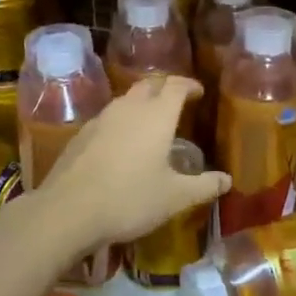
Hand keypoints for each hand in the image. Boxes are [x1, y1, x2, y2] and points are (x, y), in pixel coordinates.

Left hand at [34, 75, 228, 262]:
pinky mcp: (82, 134)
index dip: (189, 85)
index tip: (198, 92)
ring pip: (126, 99)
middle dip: (165, 88)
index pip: (175, 86)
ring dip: (142, 102)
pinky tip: (122, 142)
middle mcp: (129, 108)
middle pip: (149, 85)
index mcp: (156, 116)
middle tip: (176, 100)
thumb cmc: (129, 199)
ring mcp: (101, 118)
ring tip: (151, 120)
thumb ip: (203, 186)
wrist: (68, 210)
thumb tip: (227, 180)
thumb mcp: (174, 198)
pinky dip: (122, 120)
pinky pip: (108, 117)